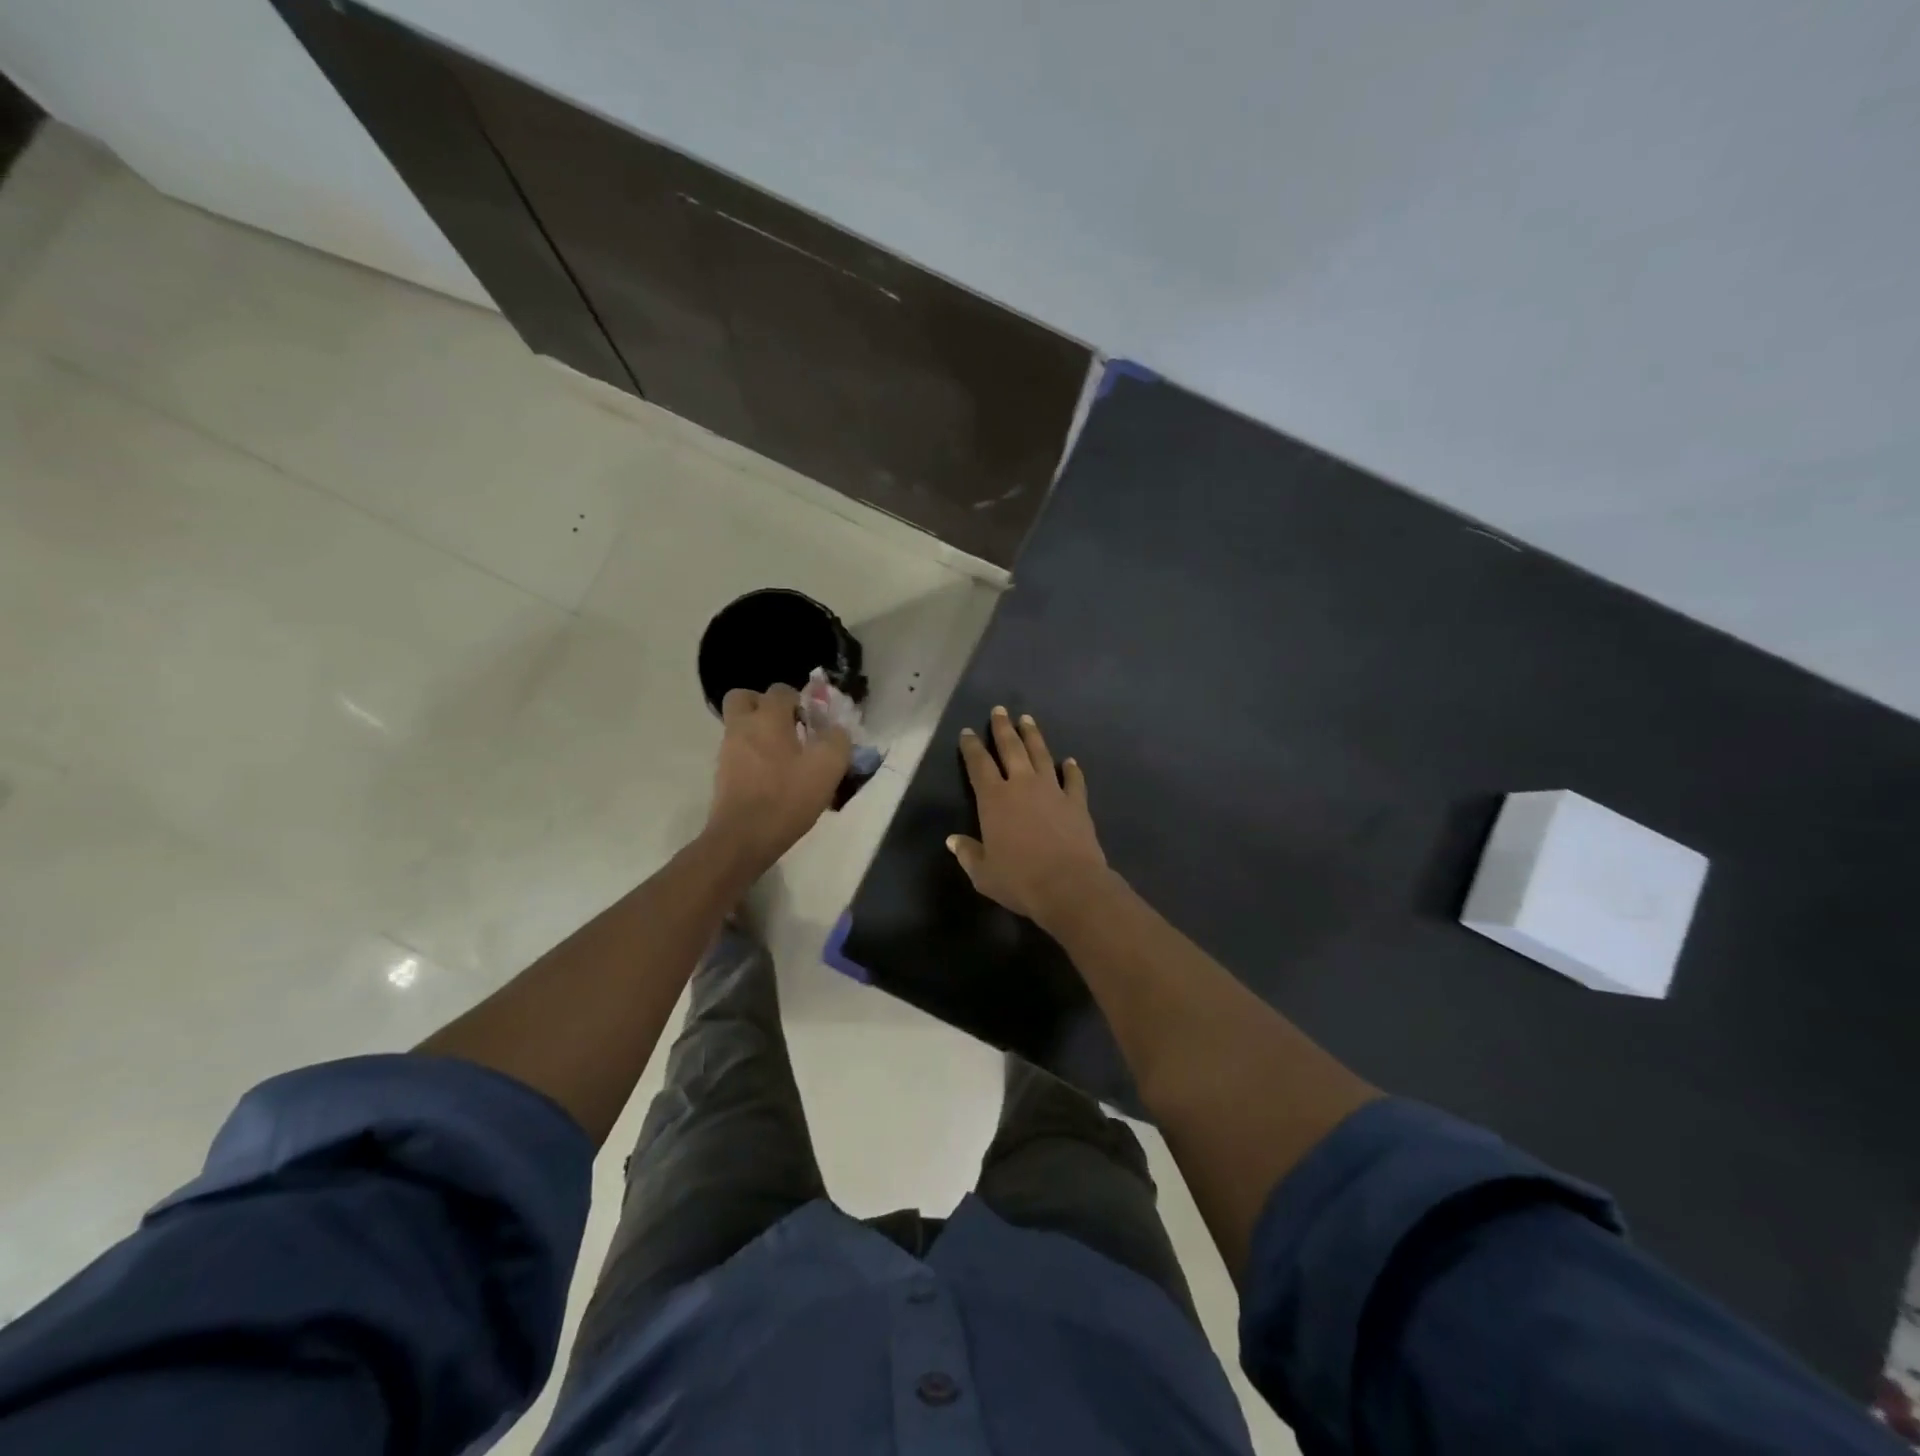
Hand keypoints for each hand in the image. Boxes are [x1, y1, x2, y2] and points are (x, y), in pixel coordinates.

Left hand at [707, 684, 851, 870]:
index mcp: (767, 718)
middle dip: (764, 705)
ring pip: (740, 727)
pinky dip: (752, 756)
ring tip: (784, 757)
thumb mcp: (827, 768)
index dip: (800, 700)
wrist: (743, 838)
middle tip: (787, 726)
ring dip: (759, 733)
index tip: (814, 722)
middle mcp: (741, 727)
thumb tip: (836, 731)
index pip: (781, 690)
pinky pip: (738, 752)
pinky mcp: (722, 775)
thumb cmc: (786, 797)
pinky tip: (772, 778)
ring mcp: (727, 751)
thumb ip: (837, 740)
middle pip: (744, 698)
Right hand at [948, 706, 1111, 928]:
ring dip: (1033, 736)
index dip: (972, 747)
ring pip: (1041, 755)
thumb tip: (953, 841)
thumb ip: (968, 853)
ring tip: (1028, 720)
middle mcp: (1022, 785)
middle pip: (1011, 748)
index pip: (978, 765)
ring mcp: (1052, 790)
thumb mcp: (983, 873)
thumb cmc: (1019, 880)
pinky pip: (1074, 780)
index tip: (967, 732)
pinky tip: (1070, 761)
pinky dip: (1071, 768)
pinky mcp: (1077, 802)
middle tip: (999, 710)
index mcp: (994, 799)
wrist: (1069, 885)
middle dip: (1003, 728)